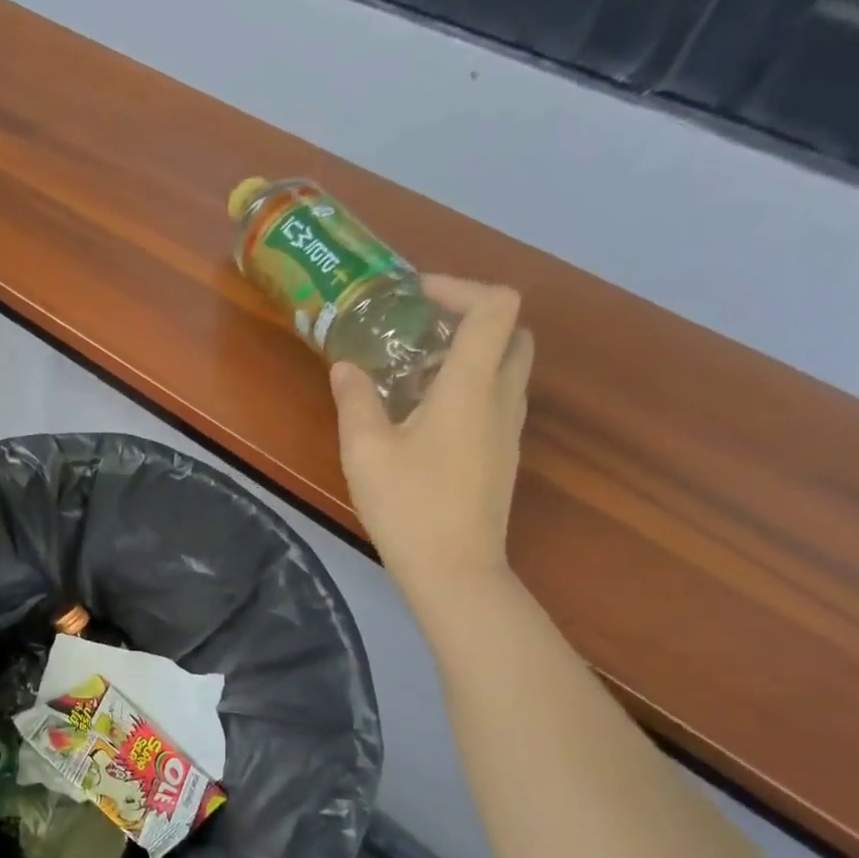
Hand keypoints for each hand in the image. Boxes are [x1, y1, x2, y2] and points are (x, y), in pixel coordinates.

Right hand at [332, 277, 531, 606]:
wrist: (454, 570)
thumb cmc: (409, 505)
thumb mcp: (365, 450)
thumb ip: (356, 400)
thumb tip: (346, 367)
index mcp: (472, 386)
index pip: (496, 306)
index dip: (461, 287)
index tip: (417, 296)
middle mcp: (502, 399)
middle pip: (511, 333)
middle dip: (470, 319)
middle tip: (420, 332)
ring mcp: (509, 430)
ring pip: (505, 369)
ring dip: (468, 356)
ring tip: (412, 375)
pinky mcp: (502, 456)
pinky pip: (495, 401)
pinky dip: (468, 389)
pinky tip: (423, 418)